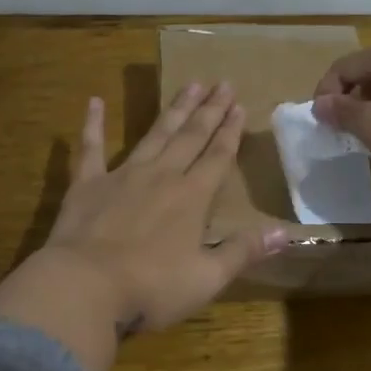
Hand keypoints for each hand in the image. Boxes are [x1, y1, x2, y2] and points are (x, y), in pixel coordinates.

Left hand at [38, 82, 287, 332]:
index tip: (240, 104)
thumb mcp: (207, 277)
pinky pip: (90, 148)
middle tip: (222, 82)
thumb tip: (286, 233)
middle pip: (191, 137)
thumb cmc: (151, 287)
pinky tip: (94, 101)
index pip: (218, 157)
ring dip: (173, 110)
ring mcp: (123, 176)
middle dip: (209, 110)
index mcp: (192, 198)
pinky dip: (93, 124)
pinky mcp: (87, 184)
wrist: (85, 286)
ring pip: (154, 135)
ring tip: (189, 85)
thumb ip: (243, 251)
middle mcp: (162, 176)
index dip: (231, 131)